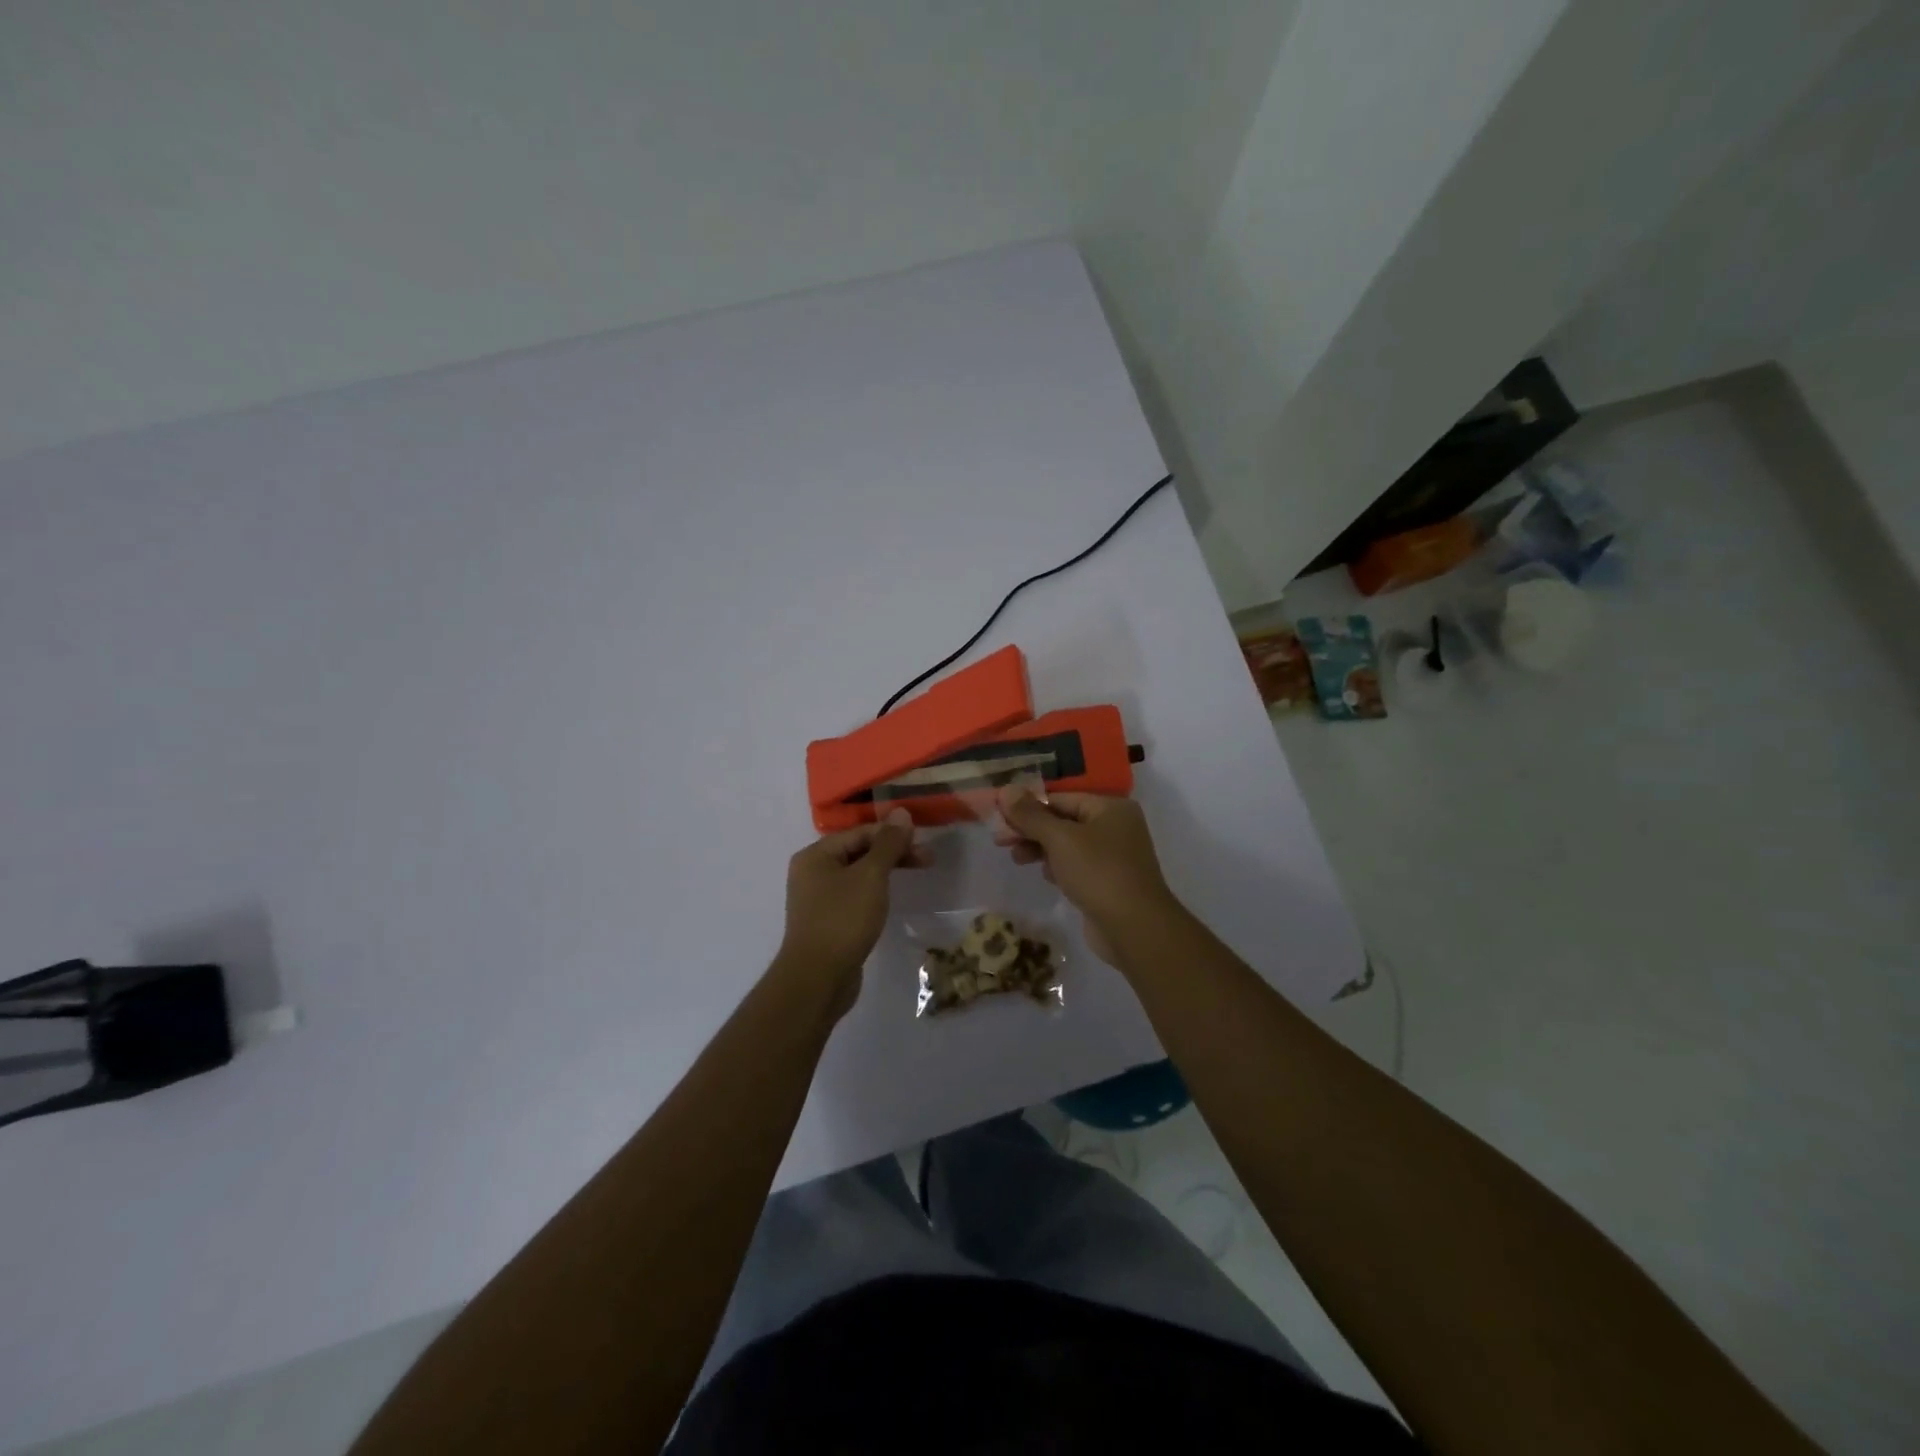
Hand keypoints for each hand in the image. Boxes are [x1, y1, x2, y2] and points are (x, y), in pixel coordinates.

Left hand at [778, 811, 920, 1009]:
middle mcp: (811, 872)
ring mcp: (816, 899)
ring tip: (914, 877)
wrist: (817, 978)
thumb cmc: (843, 919)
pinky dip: (873, 893)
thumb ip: (888, 844)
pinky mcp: (826, 922)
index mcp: (815, 855)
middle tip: (927, 860)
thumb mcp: (871, 876)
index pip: (860, 832)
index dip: (893, 834)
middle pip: (858, 852)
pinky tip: (889, 901)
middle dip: (892, 854)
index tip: (924, 843)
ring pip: (857, 875)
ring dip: (885, 873)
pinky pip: (853, 897)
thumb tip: (901, 812)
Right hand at [995, 789, 1179, 960]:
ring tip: (1017, 859)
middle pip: (1063, 820)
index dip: (1027, 806)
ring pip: (1068, 844)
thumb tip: (1006, 789)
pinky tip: (1045, 876)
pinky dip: (1058, 866)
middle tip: (1000, 841)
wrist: (1135, 928)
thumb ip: (1031, 815)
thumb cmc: (1098, 873)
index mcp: (1110, 807)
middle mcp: (1116, 826)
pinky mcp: (1109, 881)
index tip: (999, 818)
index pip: (1060, 798)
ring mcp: (1114, 855)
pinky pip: (1077, 865)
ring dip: (1041, 849)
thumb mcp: (1060, 839)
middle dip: (1031, 830)